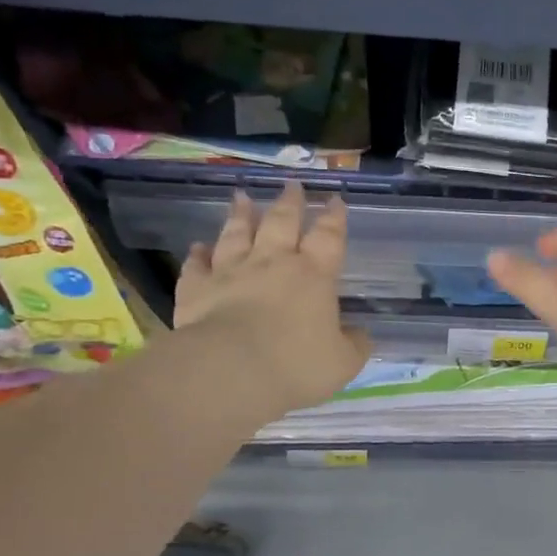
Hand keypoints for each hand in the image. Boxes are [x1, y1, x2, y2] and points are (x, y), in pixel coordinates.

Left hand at [174, 184, 369, 417]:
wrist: (231, 370)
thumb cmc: (296, 364)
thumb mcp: (343, 362)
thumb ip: (355, 344)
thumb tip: (359, 334)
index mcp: (313, 275)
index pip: (328, 237)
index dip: (334, 218)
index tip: (335, 199)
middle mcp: (272, 263)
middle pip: (281, 222)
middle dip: (290, 202)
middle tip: (292, 184)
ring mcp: (230, 272)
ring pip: (236, 234)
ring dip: (240, 214)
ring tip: (241, 197)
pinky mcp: (196, 289)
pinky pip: (197, 266)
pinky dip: (198, 254)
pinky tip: (198, 247)